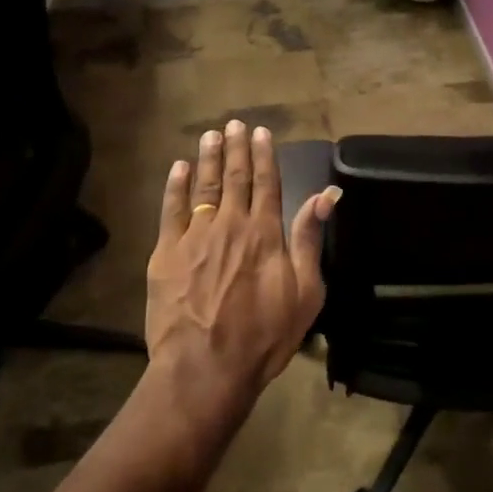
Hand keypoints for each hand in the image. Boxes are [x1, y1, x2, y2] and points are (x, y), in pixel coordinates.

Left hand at [145, 120, 340, 412]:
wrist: (206, 367)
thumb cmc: (265, 335)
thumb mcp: (306, 291)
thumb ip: (310, 238)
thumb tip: (327, 194)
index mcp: (265, 232)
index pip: (267, 183)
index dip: (264, 156)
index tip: (261, 133)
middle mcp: (230, 224)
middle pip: (235, 178)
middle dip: (236, 149)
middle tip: (234, 124)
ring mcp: (195, 236)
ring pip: (204, 187)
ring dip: (208, 159)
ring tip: (210, 135)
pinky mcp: (165, 253)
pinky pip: (171, 210)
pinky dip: (176, 186)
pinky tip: (179, 168)